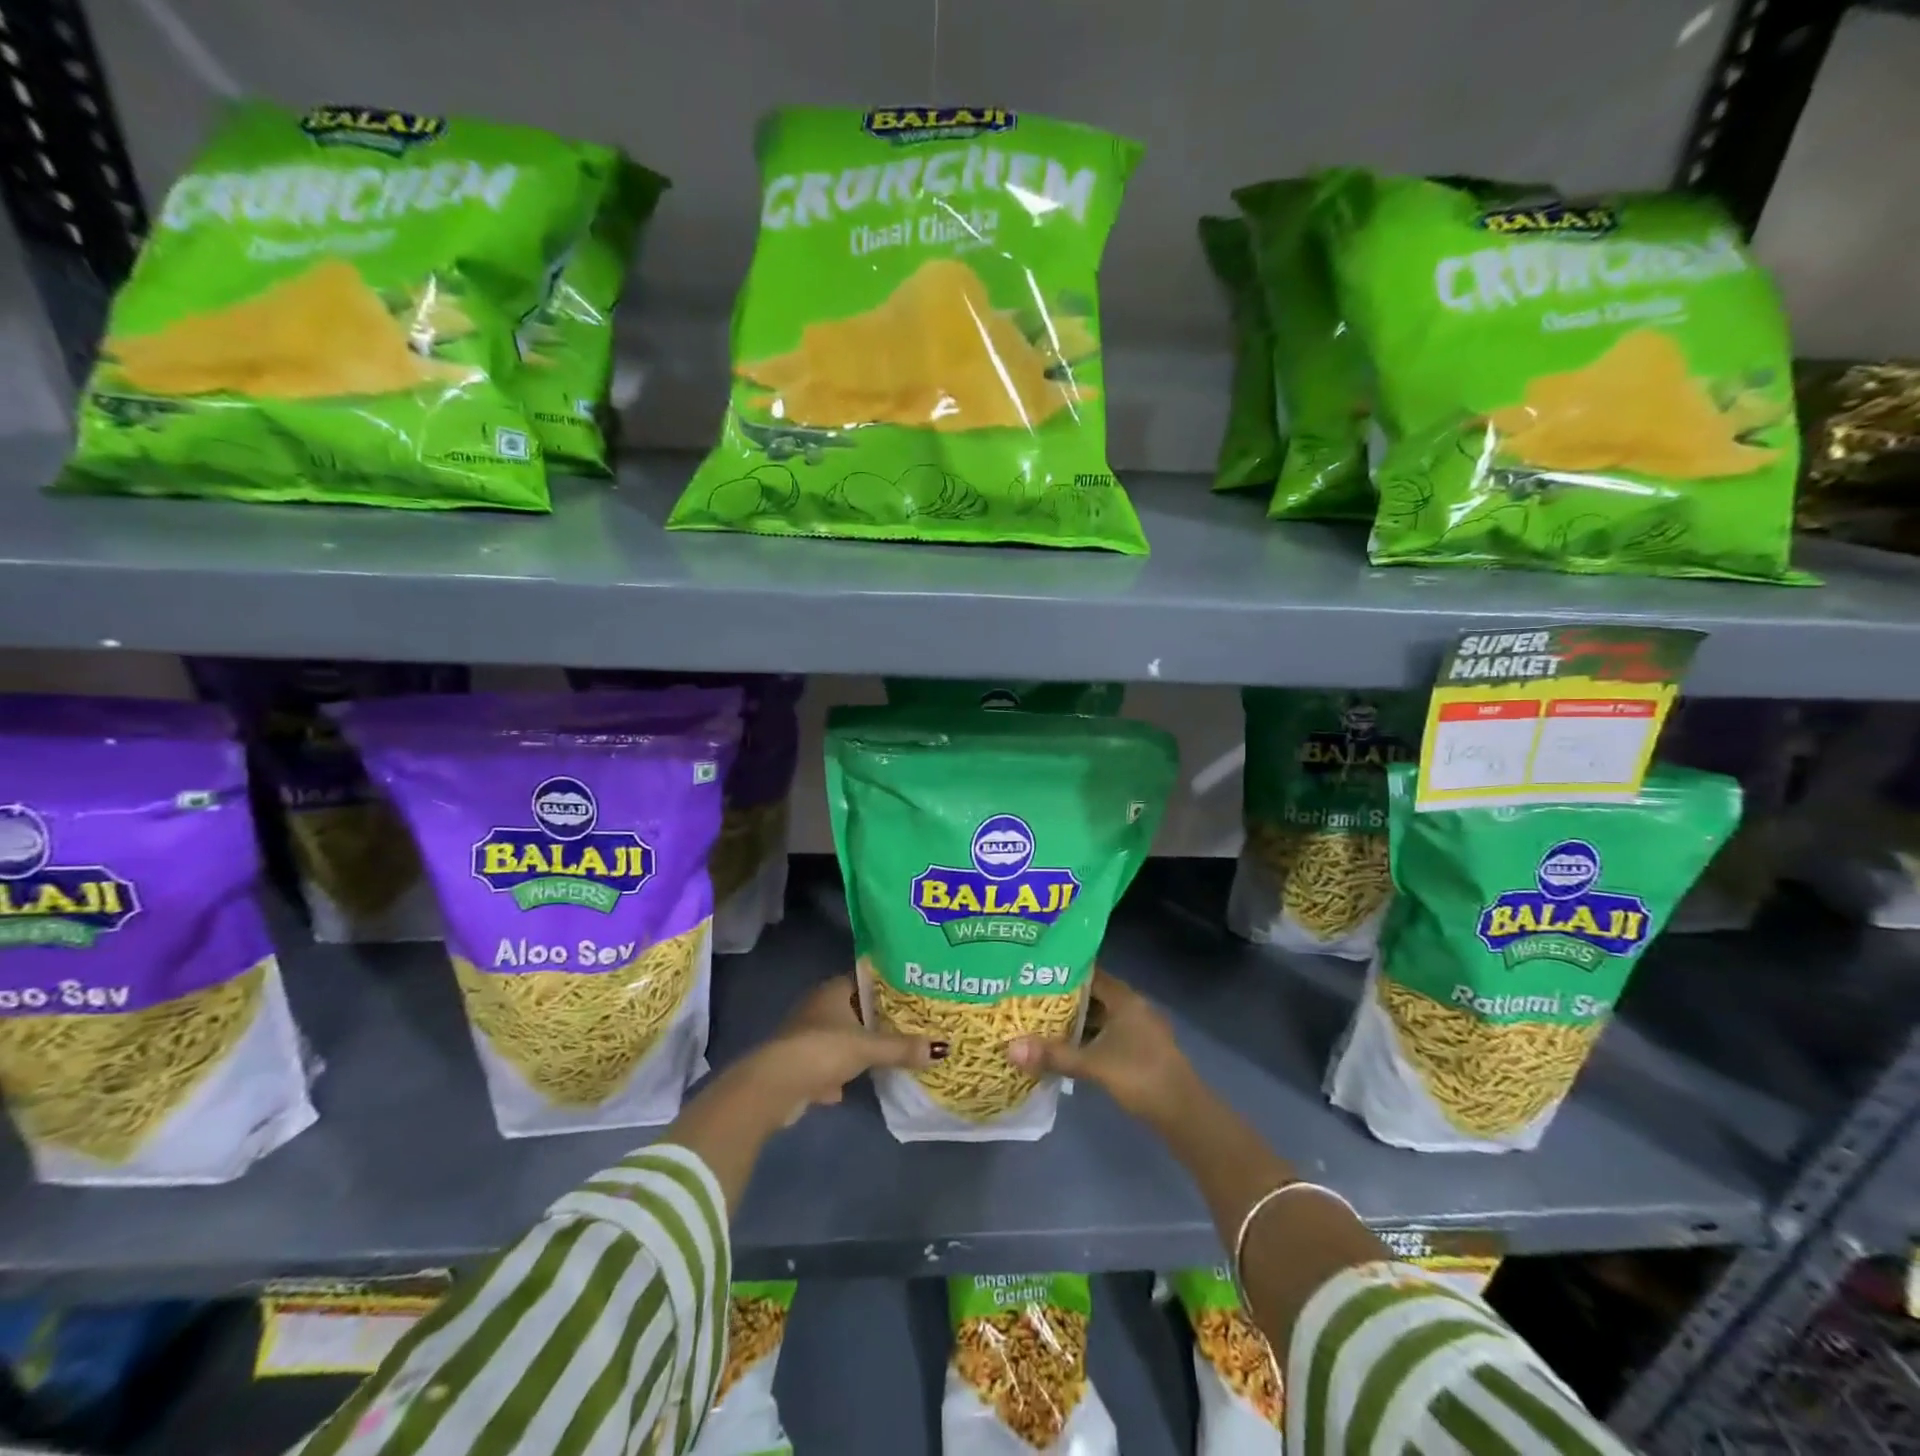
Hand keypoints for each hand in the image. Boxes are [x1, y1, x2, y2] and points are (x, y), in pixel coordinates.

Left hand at [742, 975, 936, 1123]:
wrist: (776, 1086)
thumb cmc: (823, 1050)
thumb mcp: (868, 1047)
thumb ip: (902, 1048)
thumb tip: (941, 1048)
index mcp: (834, 990)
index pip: (867, 979)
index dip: (890, 985)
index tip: (915, 992)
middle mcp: (819, 1006)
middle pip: (856, 1009)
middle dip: (879, 1019)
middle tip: (911, 1024)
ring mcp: (807, 1035)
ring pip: (842, 1037)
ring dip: (859, 1046)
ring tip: (891, 1052)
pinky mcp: (800, 1064)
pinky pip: (828, 1064)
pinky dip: (840, 1074)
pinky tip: (854, 1085)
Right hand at [1007, 970, 1197, 1125]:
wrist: (1184, 1113)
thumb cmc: (1140, 1076)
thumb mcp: (1093, 1065)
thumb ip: (1053, 1056)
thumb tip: (1010, 1048)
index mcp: (1125, 998)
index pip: (1089, 973)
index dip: (1062, 971)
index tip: (1034, 972)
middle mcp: (1133, 1007)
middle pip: (1093, 995)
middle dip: (1064, 998)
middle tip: (1030, 999)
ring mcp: (1140, 1029)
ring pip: (1101, 1017)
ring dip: (1077, 1021)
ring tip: (1041, 1023)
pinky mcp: (1141, 1050)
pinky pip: (1108, 1034)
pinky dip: (1089, 1038)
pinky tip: (1068, 1049)